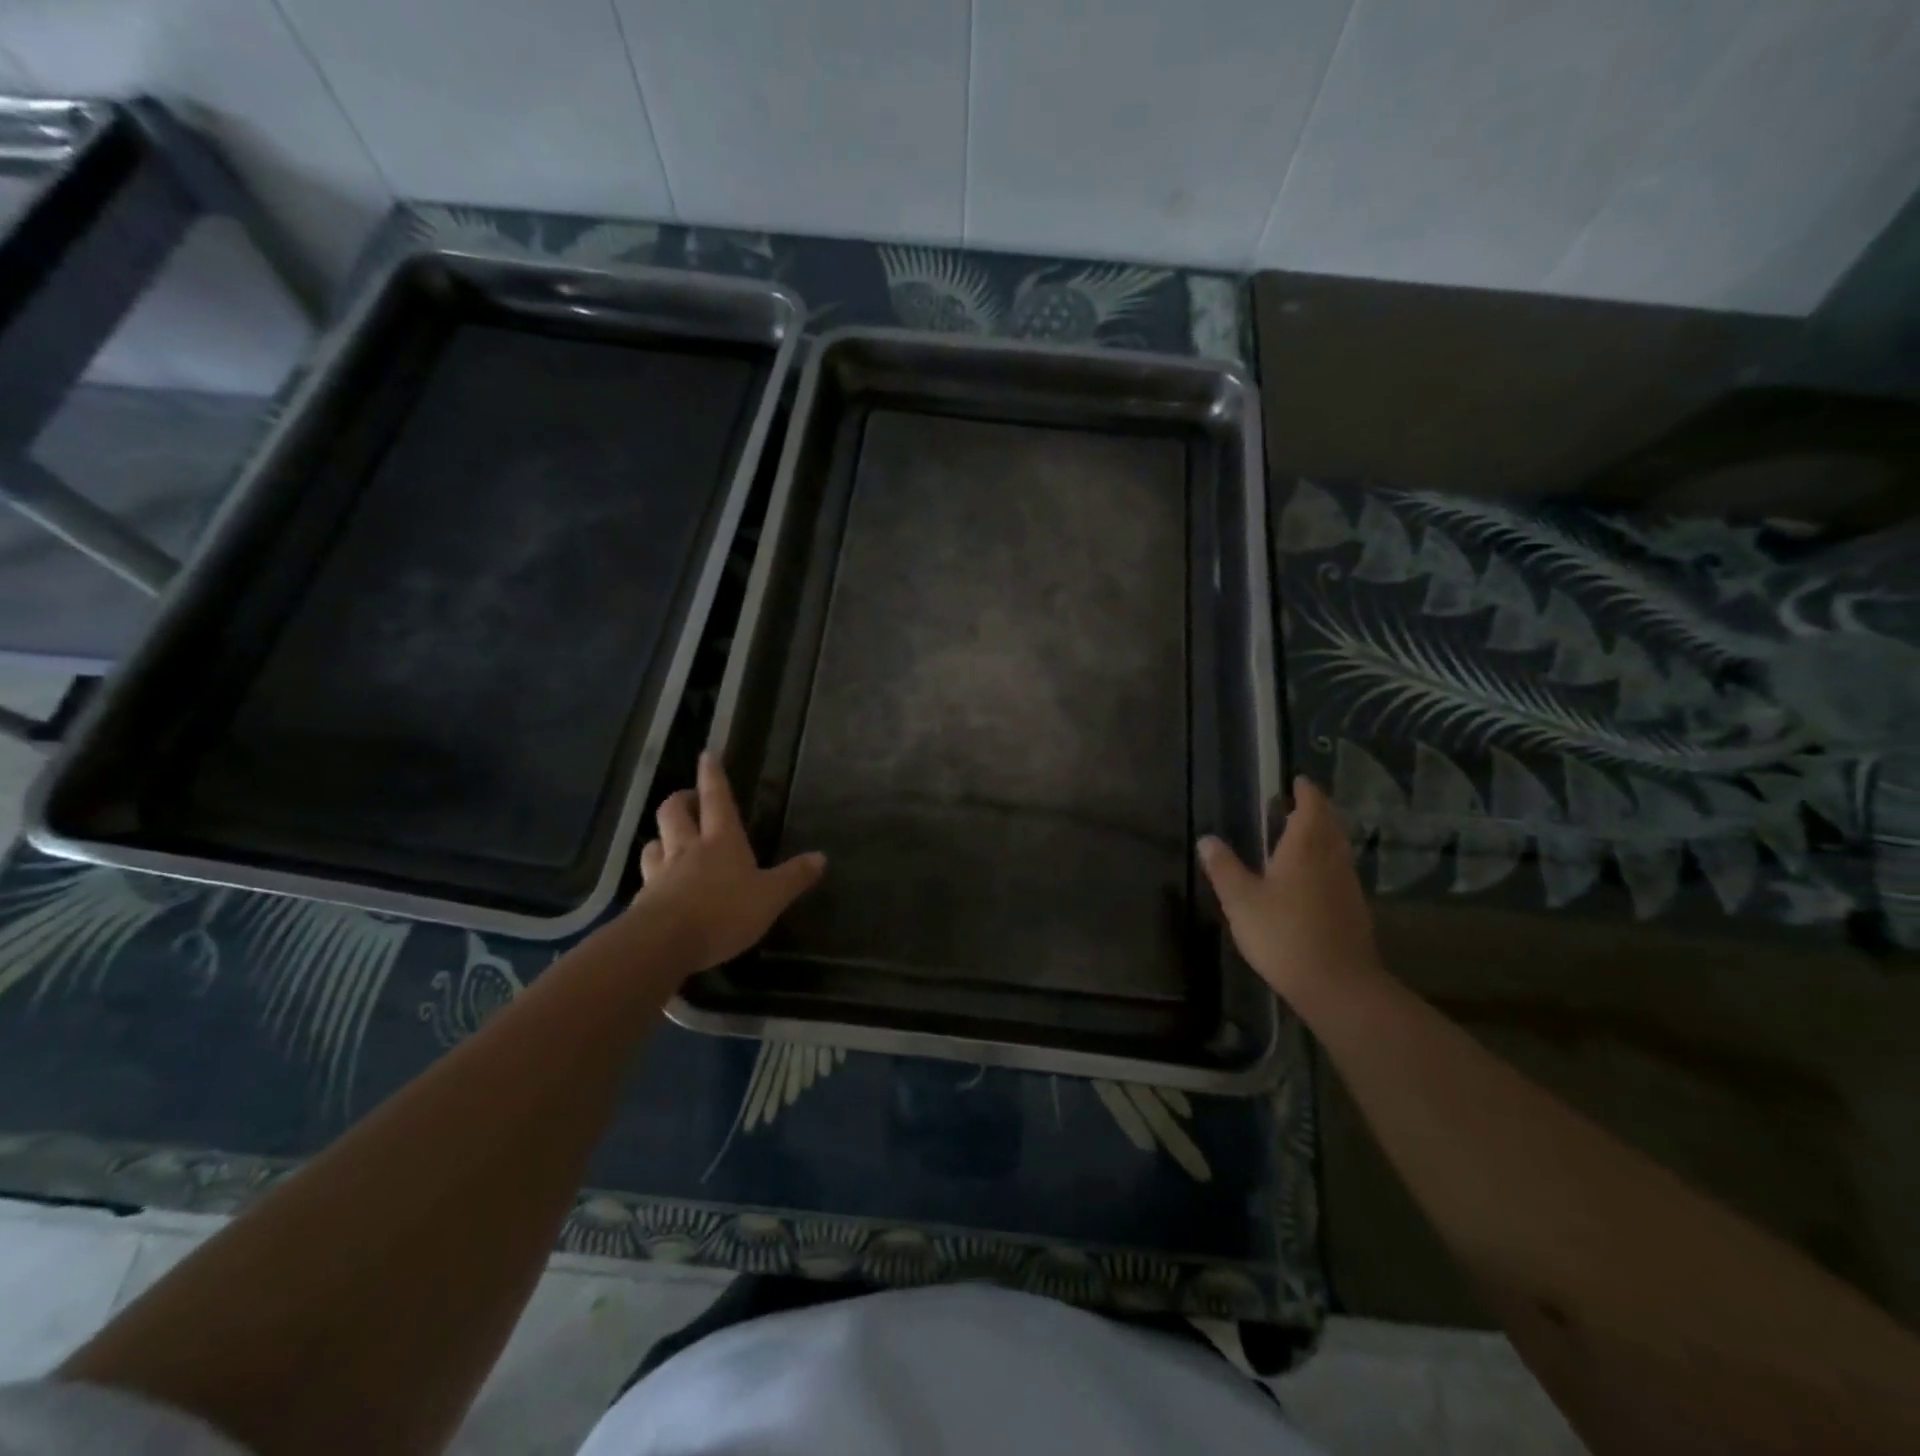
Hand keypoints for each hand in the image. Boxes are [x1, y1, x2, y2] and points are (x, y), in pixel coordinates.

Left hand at [633, 753, 825, 977]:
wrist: (663, 943)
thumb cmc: (723, 912)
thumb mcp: (770, 897)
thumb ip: (794, 877)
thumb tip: (822, 857)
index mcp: (721, 840)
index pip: (716, 798)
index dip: (712, 775)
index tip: (707, 754)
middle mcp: (687, 848)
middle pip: (674, 811)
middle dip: (681, 800)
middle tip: (690, 800)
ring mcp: (661, 873)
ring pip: (654, 842)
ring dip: (661, 837)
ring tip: (669, 841)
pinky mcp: (644, 900)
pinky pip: (646, 878)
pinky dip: (653, 876)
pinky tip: (659, 887)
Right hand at [1197, 776, 1383, 1005]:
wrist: (1338, 984)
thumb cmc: (1283, 934)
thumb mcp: (1241, 901)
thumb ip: (1224, 868)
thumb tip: (1207, 839)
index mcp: (1305, 848)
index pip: (1312, 807)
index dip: (1306, 792)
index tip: (1298, 781)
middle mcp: (1332, 859)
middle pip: (1330, 825)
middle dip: (1316, 811)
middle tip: (1296, 805)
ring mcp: (1348, 886)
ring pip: (1338, 849)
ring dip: (1324, 836)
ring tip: (1302, 837)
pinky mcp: (1355, 910)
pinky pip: (1341, 872)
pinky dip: (1328, 863)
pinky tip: (1314, 879)